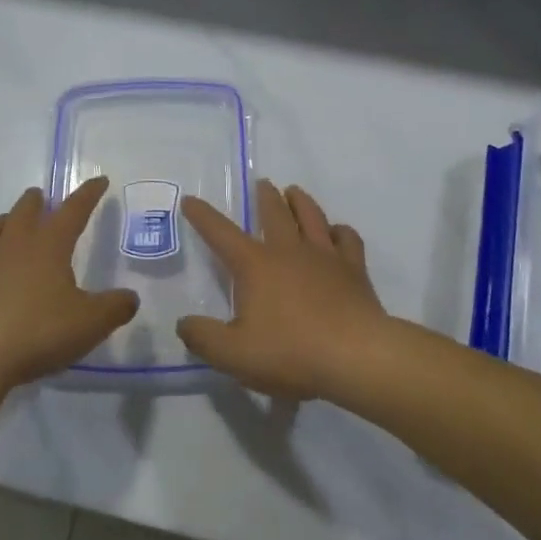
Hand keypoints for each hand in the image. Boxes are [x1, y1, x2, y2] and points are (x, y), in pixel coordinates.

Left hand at [0, 179, 139, 390]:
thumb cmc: (36, 333)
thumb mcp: (90, 324)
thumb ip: (115, 308)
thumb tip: (130, 297)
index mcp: (48, 246)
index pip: (73, 211)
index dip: (88, 195)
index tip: (99, 181)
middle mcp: (13, 246)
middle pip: (24, 211)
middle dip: (36, 201)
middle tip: (42, 197)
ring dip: (5, 220)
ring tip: (9, 222)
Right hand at [176, 180, 389, 399]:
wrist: (356, 356)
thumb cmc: (290, 352)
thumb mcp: (233, 354)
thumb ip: (203, 338)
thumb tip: (184, 324)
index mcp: (256, 265)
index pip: (221, 233)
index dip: (203, 216)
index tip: (191, 200)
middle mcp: (289, 250)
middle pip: (275, 213)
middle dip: (264, 197)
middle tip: (262, 184)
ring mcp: (325, 256)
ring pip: (311, 216)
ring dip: (301, 201)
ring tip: (294, 192)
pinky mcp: (354, 269)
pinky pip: (347, 239)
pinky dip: (340, 231)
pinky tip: (337, 232)